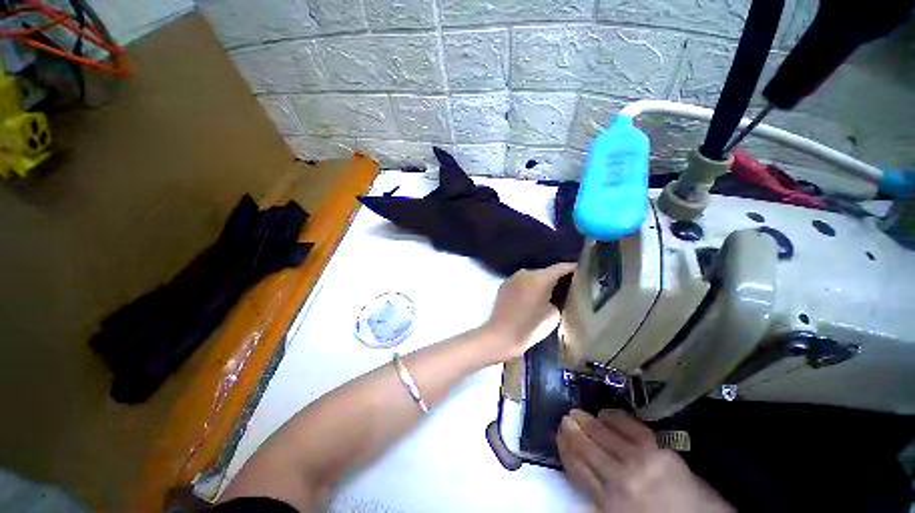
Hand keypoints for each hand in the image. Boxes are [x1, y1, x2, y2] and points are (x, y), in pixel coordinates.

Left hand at [482, 263, 574, 361]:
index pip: (560, 267)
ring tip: (550, 293)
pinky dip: (529, 286)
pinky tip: (532, 297)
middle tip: (568, 286)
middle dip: (557, 277)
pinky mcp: (505, 284)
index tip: (583, 271)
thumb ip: (559, 299)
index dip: (573, 268)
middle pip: (546, 271)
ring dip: (541, 282)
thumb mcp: (554, 315)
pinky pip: (522, 282)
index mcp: (539, 278)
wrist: (501, 335)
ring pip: (533, 276)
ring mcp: (513, 278)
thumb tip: (556, 293)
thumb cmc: (530, 327)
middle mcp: (525, 273)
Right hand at [557, 409, 733, 512]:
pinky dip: (613, 417)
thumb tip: (579, 471)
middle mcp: (619, 480)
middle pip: (587, 448)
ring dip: (587, 421)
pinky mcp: (658, 448)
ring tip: (577, 411)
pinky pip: (628, 426)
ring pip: (603, 435)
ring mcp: (639, 461)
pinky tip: (605, 413)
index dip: (565, 449)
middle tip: (564, 417)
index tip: (558, 434)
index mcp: (608, 503)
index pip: (577, 469)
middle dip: (572, 430)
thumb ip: (598, 499)